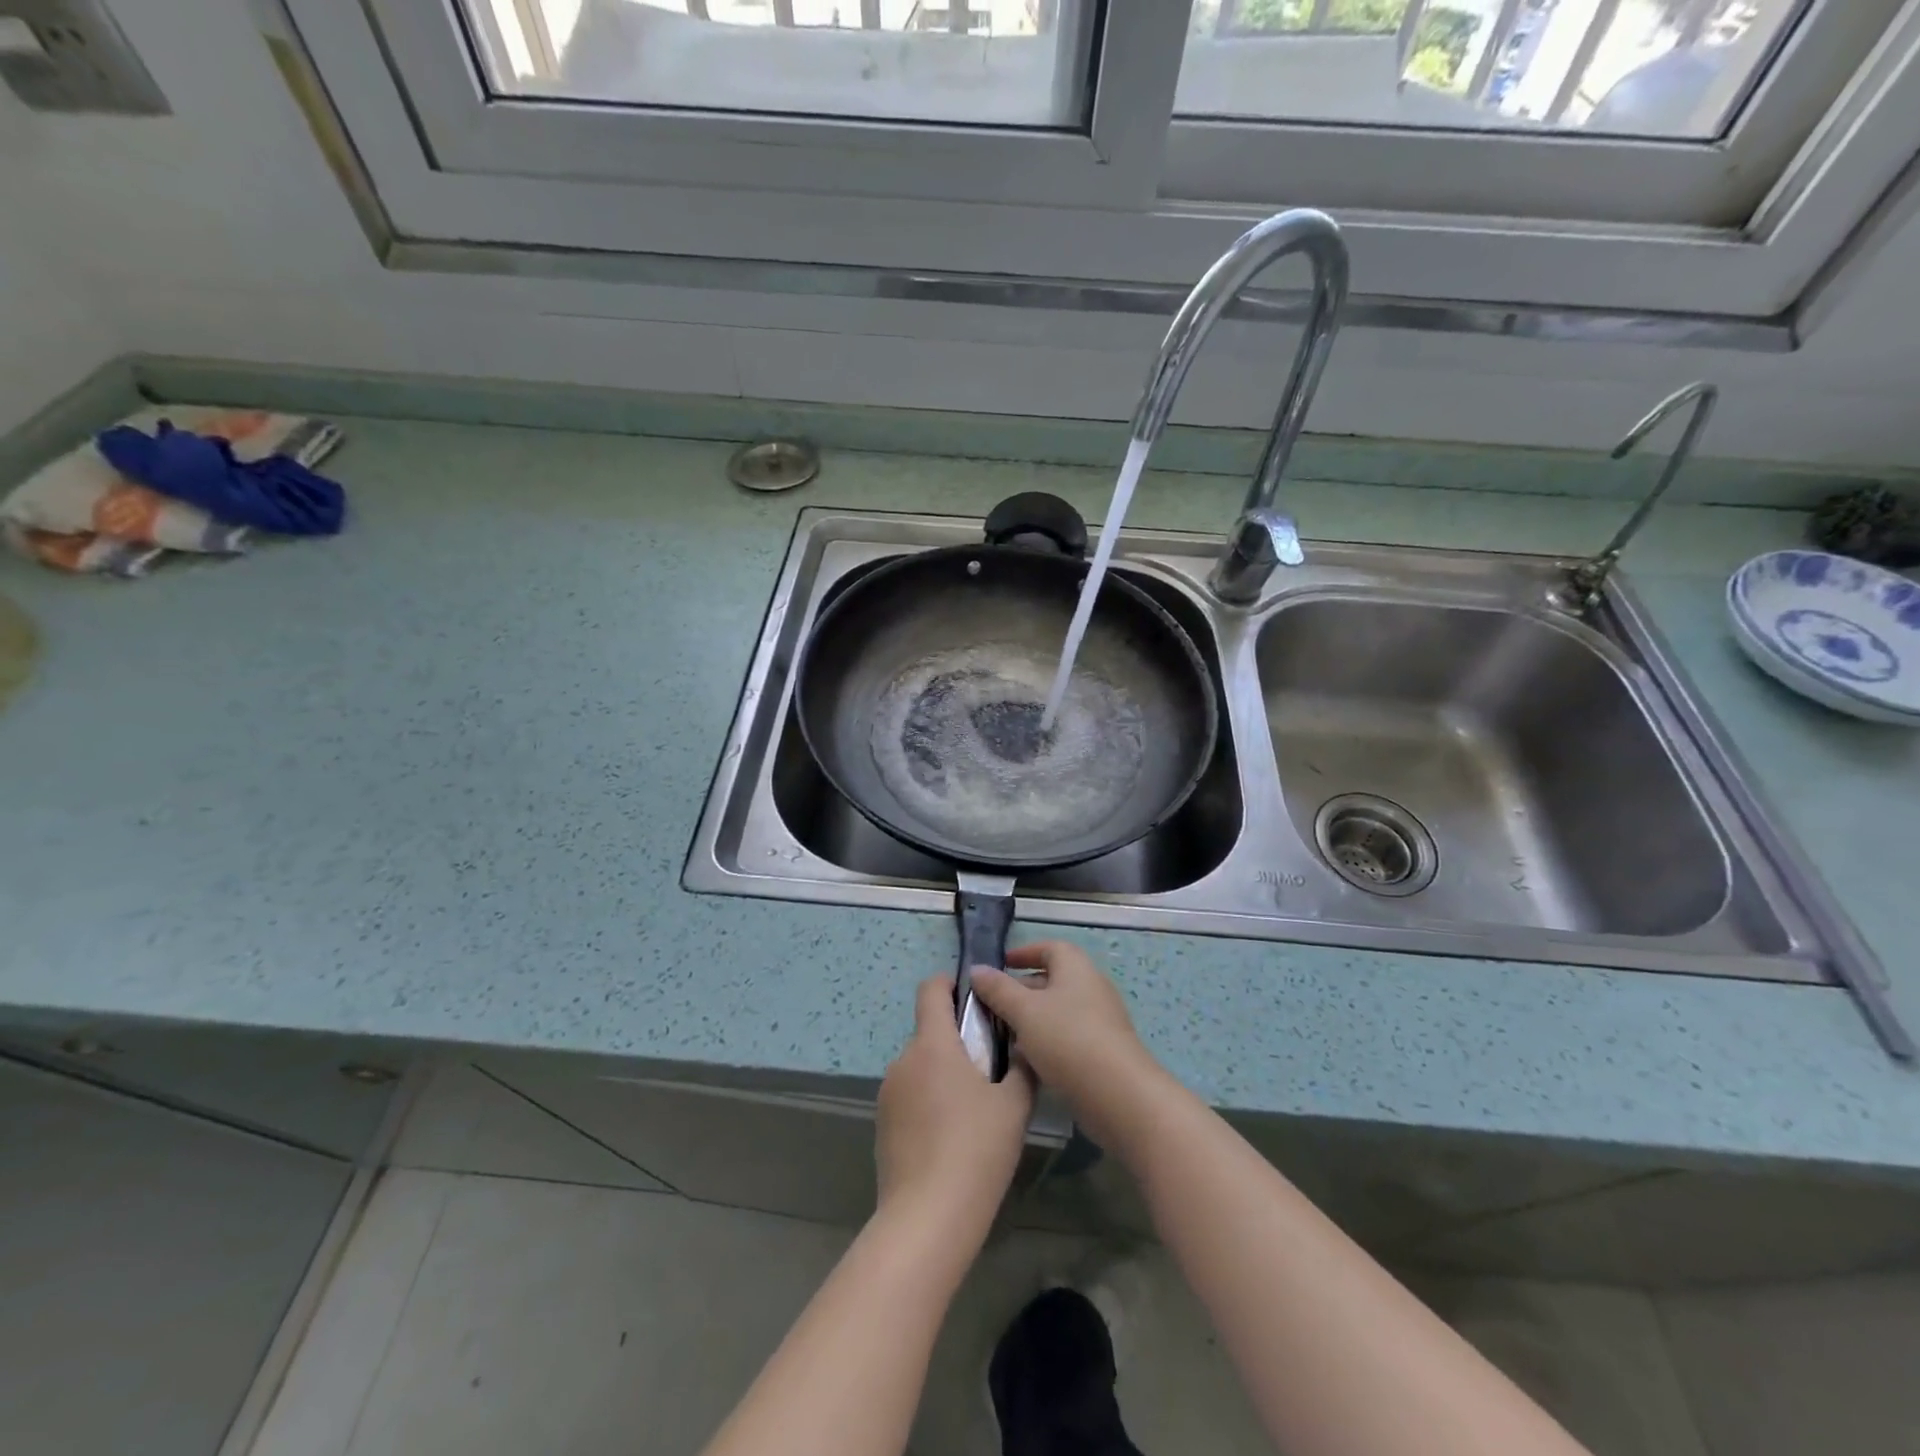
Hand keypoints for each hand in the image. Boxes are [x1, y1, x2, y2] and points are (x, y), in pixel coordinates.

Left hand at [875, 976, 1035, 1247]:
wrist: (928, 1217)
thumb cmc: (976, 1150)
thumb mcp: (1014, 1105)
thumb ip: (1020, 1067)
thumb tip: (1021, 1048)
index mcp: (933, 1044)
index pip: (931, 989)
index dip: (950, 984)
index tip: (974, 998)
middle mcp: (904, 1060)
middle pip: (930, 1032)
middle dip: (957, 1041)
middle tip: (990, 1070)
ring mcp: (888, 1093)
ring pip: (920, 1067)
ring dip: (943, 1074)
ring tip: (974, 1111)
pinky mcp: (882, 1125)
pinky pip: (910, 1097)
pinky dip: (929, 1102)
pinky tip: (951, 1138)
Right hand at [969, 941, 1165, 1147]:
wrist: (1118, 1095)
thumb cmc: (1068, 1039)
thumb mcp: (1024, 1011)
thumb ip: (998, 989)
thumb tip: (977, 969)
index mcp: (1076, 968)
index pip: (1050, 948)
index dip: (1025, 952)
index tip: (1001, 964)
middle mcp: (1091, 988)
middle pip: (1054, 979)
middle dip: (1022, 988)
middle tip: (993, 1003)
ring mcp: (1100, 1021)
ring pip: (1059, 1011)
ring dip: (1032, 1018)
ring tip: (1003, 1033)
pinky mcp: (1103, 1051)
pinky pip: (1068, 1036)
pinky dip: (1046, 1041)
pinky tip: (1027, 1060)